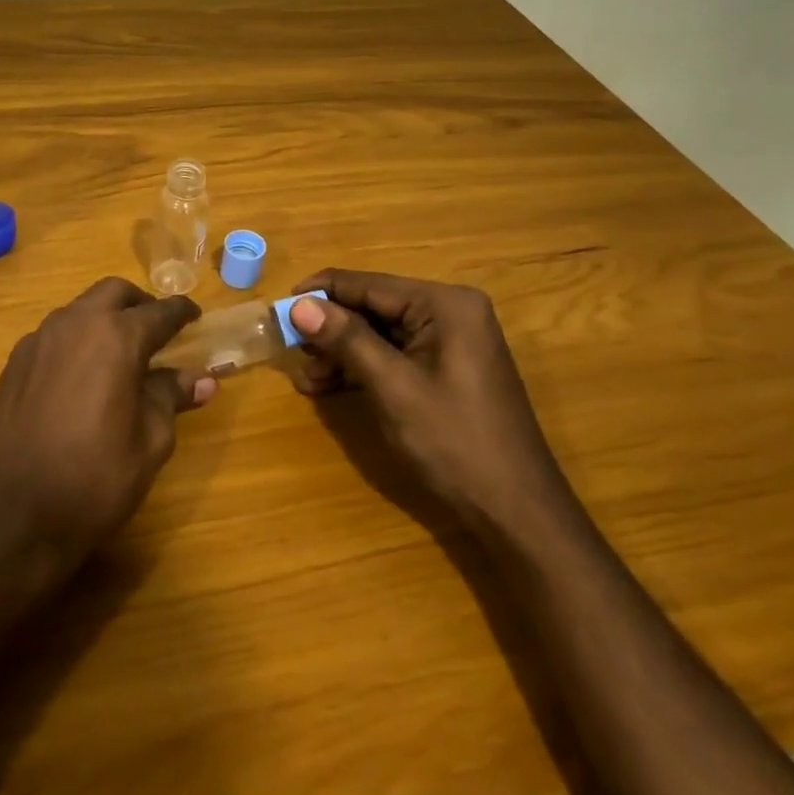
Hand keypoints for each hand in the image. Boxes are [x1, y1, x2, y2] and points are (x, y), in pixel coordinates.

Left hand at [0, 278, 216, 586]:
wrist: (14, 516)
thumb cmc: (96, 480)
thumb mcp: (150, 441)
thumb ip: (171, 397)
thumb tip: (203, 379)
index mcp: (116, 338)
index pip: (159, 312)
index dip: (181, 312)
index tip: (194, 316)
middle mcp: (74, 325)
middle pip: (113, 293)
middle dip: (140, 304)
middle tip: (157, 330)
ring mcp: (38, 341)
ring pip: (79, 309)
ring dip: (104, 318)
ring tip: (120, 352)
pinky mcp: (13, 363)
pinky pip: (53, 334)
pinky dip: (76, 340)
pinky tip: (81, 374)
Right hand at [288, 269, 568, 533]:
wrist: (515, 510)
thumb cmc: (454, 442)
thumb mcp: (393, 387)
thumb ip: (347, 340)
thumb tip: (299, 304)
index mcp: (445, 304)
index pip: (368, 284)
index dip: (321, 294)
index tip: (278, 308)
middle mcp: (450, 311)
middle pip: (373, 307)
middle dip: (330, 330)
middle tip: (292, 355)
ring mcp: (451, 341)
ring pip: (379, 333)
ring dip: (342, 353)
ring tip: (308, 382)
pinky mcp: (447, 368)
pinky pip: (395, 355)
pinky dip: (363, 369)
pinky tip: (331, 388)